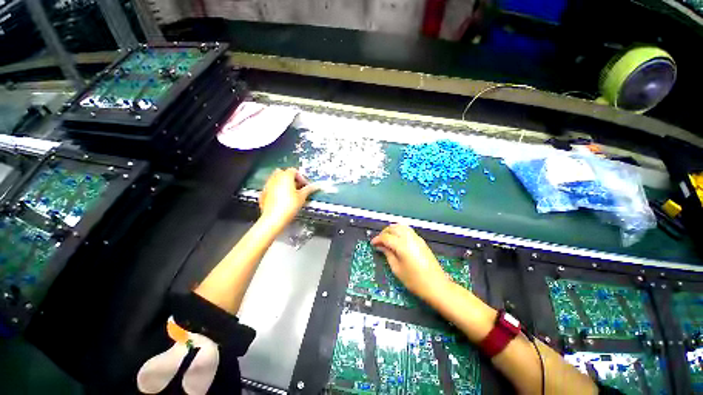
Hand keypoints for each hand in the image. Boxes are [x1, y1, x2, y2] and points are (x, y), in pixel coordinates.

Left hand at [259, 168, 317, 230]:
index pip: (294, 171)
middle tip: (298, 188)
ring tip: (290, 194)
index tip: (305, 185)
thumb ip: (309, 189)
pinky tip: (281, 199)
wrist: (274, 218)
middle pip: (284, 173)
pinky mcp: (263, 193)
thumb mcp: (302, 197)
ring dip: (283, 184)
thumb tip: (316, 186)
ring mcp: (267, 185)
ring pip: (276, 179)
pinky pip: (271, 188)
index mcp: (285, 176)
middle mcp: (275, 178)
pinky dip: (276, 190)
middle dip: (291, 179)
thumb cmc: (289, 205)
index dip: (301, 177)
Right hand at [371, 224, 450, 300]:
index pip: (386, 237)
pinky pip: (407, 230)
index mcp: (402, 245)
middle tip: (379, 241)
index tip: (373, 244)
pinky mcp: (421, 241)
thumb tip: (380, 246)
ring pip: (401, 226)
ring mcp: (416, 238)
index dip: (377, 239)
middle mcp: (409, 238)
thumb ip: (388, 254)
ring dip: (392, 230)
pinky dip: (400, 231)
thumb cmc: (415, 281)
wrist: (437, 285)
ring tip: (387, 239)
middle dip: (384, 232)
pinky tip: (397, 239)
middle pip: (393, 228)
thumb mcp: (397, 269)